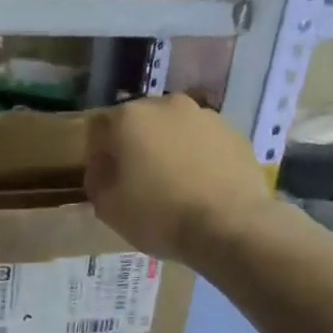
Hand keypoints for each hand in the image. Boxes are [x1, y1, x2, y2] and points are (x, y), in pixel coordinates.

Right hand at [85, 95, 275, 262]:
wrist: (231, 227)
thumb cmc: (159, 215)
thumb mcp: (108, 207)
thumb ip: (96, 178)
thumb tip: (102, 166)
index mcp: (129, 118)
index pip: (100, 128)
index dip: (99, 153)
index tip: (105, 178)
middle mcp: (167, 105)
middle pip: (141, 123)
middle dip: (136, 145)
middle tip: (139, 180)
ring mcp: (206, 116)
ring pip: (176, 130)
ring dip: (170, 148)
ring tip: (175, 184)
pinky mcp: (235, 134)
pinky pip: (205, 143)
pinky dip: (199, 157)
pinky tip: (202, 186)